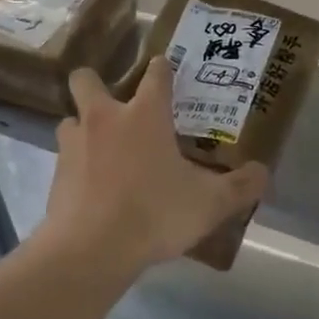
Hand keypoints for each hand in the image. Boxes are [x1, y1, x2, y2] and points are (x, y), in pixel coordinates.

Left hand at [39, 59, 271, 271]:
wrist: (90, 249)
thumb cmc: (155, 214)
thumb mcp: (210, 204)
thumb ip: (241, 186)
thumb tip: (262, 173)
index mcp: (144, 115)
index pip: (155, 74)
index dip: (162, 68)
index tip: (166, 70)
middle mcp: (104, 119)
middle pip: (87, 79)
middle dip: (96, 83)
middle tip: (117, 105)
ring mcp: (73, 145)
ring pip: (70, 119)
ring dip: (84, 128)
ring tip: (103, 149)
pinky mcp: (55, 174)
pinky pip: (65, 158)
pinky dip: (77, 166)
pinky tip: (93, 187)